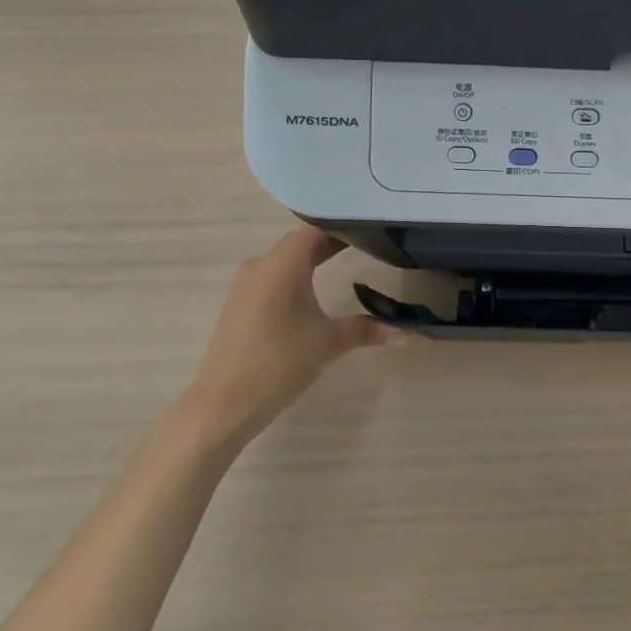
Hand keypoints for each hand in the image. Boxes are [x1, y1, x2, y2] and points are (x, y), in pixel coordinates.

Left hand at [181, 227, 402, 448]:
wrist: (224, 402)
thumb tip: (406, 334)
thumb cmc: (281, 360)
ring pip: (286, 261)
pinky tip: (315, 291)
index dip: (344, 227)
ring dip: (313, 260)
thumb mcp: (330, 342)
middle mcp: (261, 265)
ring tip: (347, 263)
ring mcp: (246, 285)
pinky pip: (274, 278)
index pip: (317, 230)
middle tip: (368, 245)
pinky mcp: (241, 305)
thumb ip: (368, 330)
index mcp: (282, 263)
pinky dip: (297, 277)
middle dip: (332, 243)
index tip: (372, 230)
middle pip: (301, 243)